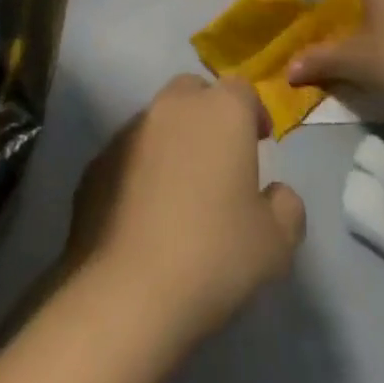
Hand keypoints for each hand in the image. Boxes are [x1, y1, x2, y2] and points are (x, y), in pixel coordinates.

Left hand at [64, 75, 306, 346]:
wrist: (126, 293)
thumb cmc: (212, 257)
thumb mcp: (276, 244)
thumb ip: (286, 207)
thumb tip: (276, 194)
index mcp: (221, 111)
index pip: (242, 90)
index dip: (254, 113)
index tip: (260, 144)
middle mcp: (173, 106)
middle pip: (195, 92)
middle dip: (209, 115)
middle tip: (220, 161)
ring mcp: (129, 130)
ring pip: (158, 121)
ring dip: (173, 141)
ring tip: (180, 192)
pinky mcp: (97, 161)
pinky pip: (129, 154)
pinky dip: (141, 169)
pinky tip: (145, 214)